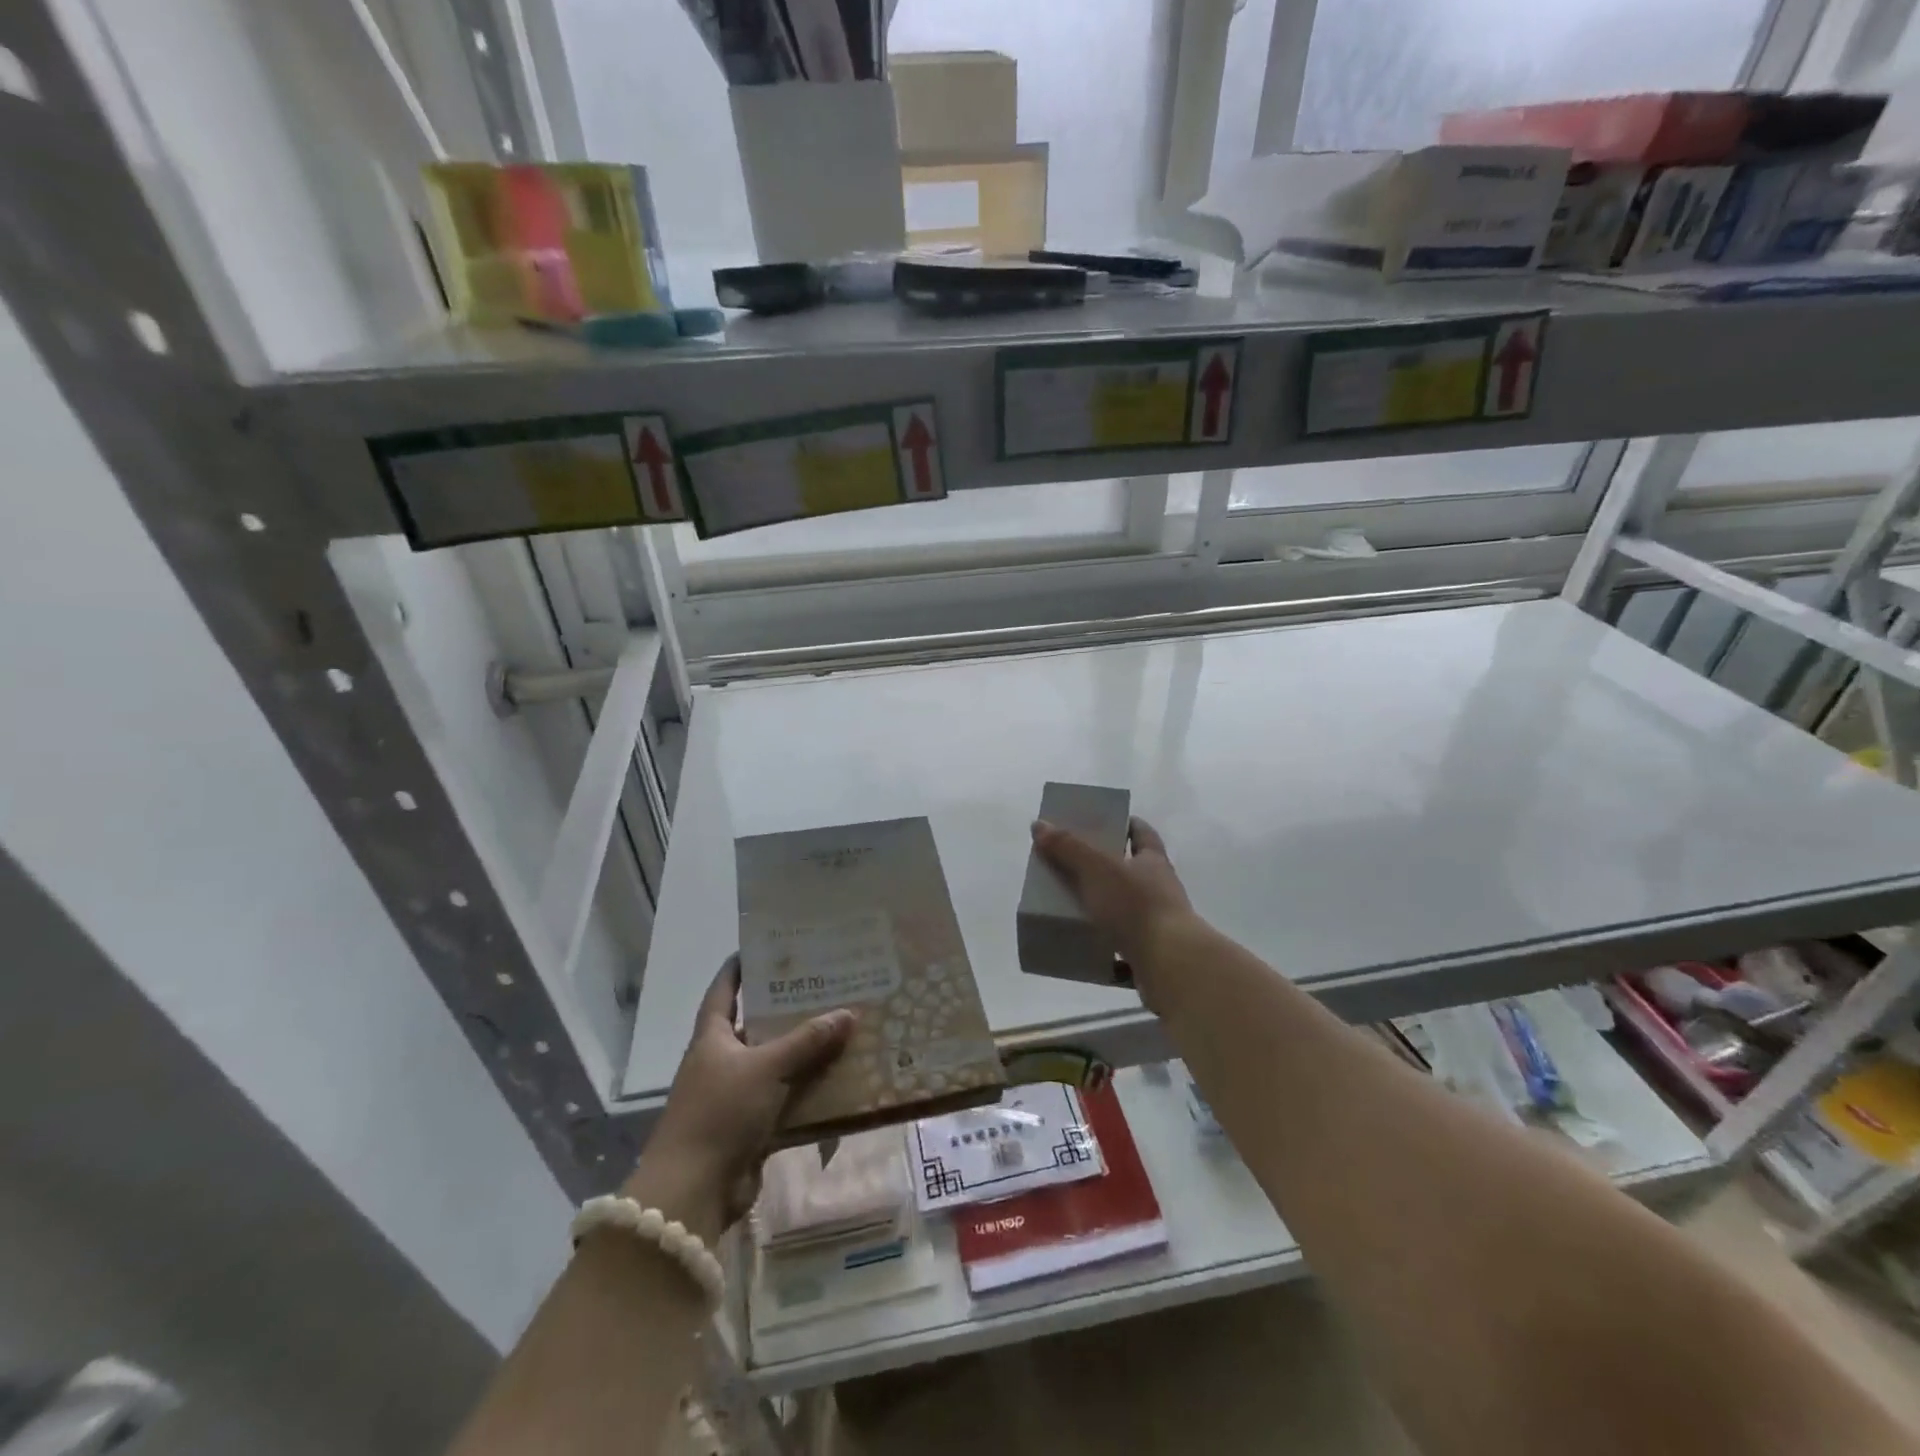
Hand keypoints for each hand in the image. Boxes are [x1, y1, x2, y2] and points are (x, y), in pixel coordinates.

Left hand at [623, 956, 853, 1240]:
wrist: (694, 1191)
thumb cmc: (720, 1113)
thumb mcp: (766, 1067)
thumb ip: (807, 1041)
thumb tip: (848, 1012)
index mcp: (713, 1037)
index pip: (725, 990)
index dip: (741, 966)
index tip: (766, 944)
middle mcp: (723, 1060)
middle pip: (758, 1025)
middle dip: (789, 1007)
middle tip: (827, 983)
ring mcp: (737, 1095)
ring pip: (778, 1063)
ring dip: (806, 1051)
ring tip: (844, 1025)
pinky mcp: (752, 1127)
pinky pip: (787, 1099)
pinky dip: (810, 1090)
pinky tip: (842, 1077)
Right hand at [1031, 816, 1194, 1010]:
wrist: (1170, 965)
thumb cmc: (1136, 907)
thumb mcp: (1097, 869)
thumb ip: (1068, 847)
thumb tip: (1039, 824)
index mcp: (1153, 863)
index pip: (1142, 834)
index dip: (1126, 824)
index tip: (1104, 821)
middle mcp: (1160, 890)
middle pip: (1131, 872)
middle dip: (1104, 868)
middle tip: (1071, 865)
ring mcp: (1158, 925)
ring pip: (1126, 911)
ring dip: (1103, 910)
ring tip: (1071, 909)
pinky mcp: (1151, 956)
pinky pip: (1123, 949)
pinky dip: (1105, 949)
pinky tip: (1083, 950)